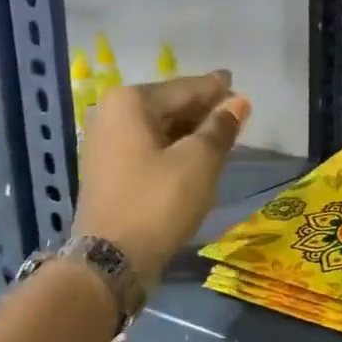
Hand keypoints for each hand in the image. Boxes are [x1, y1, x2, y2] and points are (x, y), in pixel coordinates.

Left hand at [74, 71, 251, 284]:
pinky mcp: (106, 172)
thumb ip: (220, 128)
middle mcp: (110, 114)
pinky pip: (147, 149)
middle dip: (201, 110)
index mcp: (130, 102)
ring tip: (220, 135)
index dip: (215, 88)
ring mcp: (103, 144)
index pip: (184, 88)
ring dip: (188, 132)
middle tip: (233, 112)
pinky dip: (171, 150)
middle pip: (168, 106)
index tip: (235, 81)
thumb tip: (238, 102)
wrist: (111, 259)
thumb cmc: (158, 202)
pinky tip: (193, 158)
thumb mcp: (198, 162)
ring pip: (157, 129)